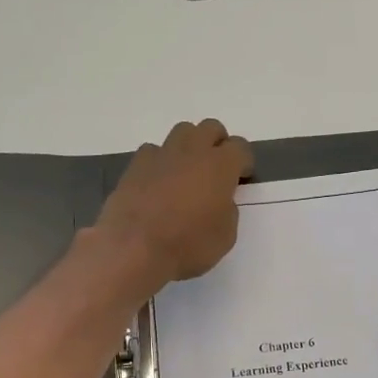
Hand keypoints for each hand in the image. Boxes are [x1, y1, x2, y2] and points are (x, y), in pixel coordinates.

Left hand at [95, 119, 253, 290]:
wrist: (134, 249)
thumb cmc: (188, 245)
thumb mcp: (225, 236)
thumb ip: (227, 210)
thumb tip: (219, 201)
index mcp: (220, 166)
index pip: (240, 147)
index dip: (243, 162)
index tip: (241, 178)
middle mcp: (192, 152)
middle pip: (210, 128)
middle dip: (217, 144)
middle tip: (216, 170)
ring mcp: (160, 155)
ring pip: (181, 133)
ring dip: (189, 147)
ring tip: (187, 173)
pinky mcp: (135, 166)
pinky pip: (153, 152)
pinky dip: (160, 162)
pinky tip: (158, 183)